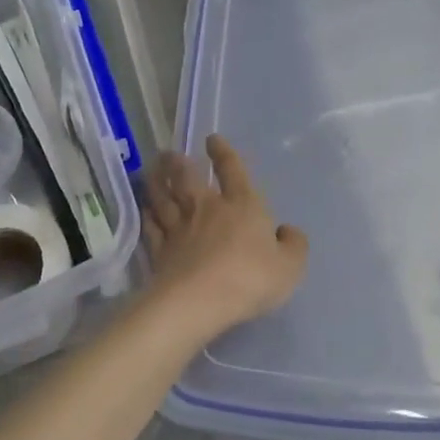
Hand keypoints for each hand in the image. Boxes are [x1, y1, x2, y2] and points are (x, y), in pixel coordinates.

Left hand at [143, 135, 307, 340]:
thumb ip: (293, 246)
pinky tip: (145, 210)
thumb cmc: (249, 278)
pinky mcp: (160, 250)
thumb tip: (288, 231)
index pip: (232, 170)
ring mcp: (179, 228)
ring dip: (156, 181)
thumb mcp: (289, 266)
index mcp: (241, 204)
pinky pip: (151, 226)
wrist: (199, 300)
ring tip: (151, 171)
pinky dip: (148, 215)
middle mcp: (206, 208)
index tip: (212, 139)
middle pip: (187, 177)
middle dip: (178, 162)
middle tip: (169, 153)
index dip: (223, 152)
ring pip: (163, 197)